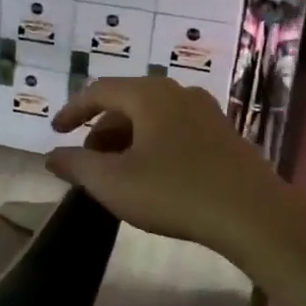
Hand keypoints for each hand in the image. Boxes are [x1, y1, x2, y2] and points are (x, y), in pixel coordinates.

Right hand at [47, 76, 291, 257]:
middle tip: (88, 160)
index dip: (73, 110)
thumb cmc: (175, 192)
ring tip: (118, 172)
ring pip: (153, 117)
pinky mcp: (224, 134)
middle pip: (127, 102)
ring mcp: (206, 112)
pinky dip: (153, 144)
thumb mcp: (114, 182)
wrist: (254, 214)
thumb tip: (52, 156)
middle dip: (101, 129)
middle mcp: (178, 92)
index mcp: (149, 94)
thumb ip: (77, 165)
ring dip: (128, 139)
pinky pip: (176, 129)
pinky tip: (154, 175)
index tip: (56, 131)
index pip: (99, 90)